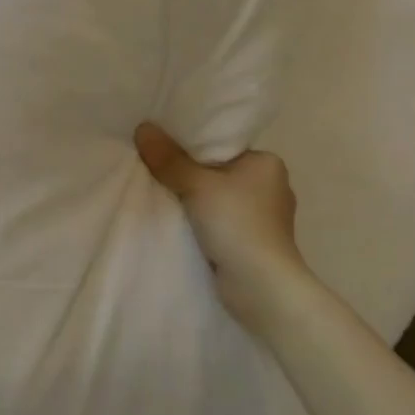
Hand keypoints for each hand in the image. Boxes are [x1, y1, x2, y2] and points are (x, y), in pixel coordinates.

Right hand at [134, 121, 308, 332]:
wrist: (261, 286)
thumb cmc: (236, 224)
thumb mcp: (196, 184)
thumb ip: (168, 158)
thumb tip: (142, 128)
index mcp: (268, 163)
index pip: (223, 147)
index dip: (192, 149)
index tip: (164, 152)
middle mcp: (272, 186)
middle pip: (218, 172)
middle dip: (192, 177)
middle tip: (157, 174)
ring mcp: (266, 218)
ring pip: (219, 199)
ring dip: (197, 203)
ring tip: (165, 199)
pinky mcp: (256, 243)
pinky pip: (222, 222)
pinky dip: (204, 223)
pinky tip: (182, 225)